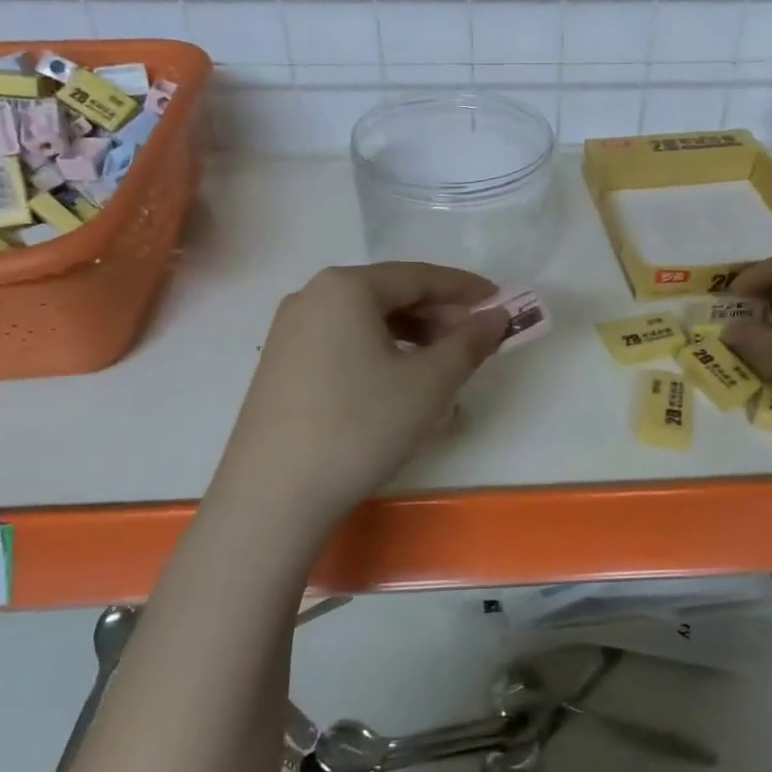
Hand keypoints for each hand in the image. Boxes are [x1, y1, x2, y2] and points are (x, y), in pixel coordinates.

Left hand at [213, 263, 509, 525]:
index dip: (464, 288)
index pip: (418, 276)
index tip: (498, 301)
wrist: (273, 495)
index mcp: (346, 287)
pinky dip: (378, 351)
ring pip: (365, 320)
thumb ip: (470, 342)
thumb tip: (495, 317)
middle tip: (473, 339)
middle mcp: (311, 296)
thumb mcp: (429, 384)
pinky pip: (341, 342)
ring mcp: (289, 331)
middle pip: (389, 294)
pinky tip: (397, 381)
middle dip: (437, 314)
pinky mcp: (280, 365)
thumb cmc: (360, 426)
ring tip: (441, 364)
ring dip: (410, 334)